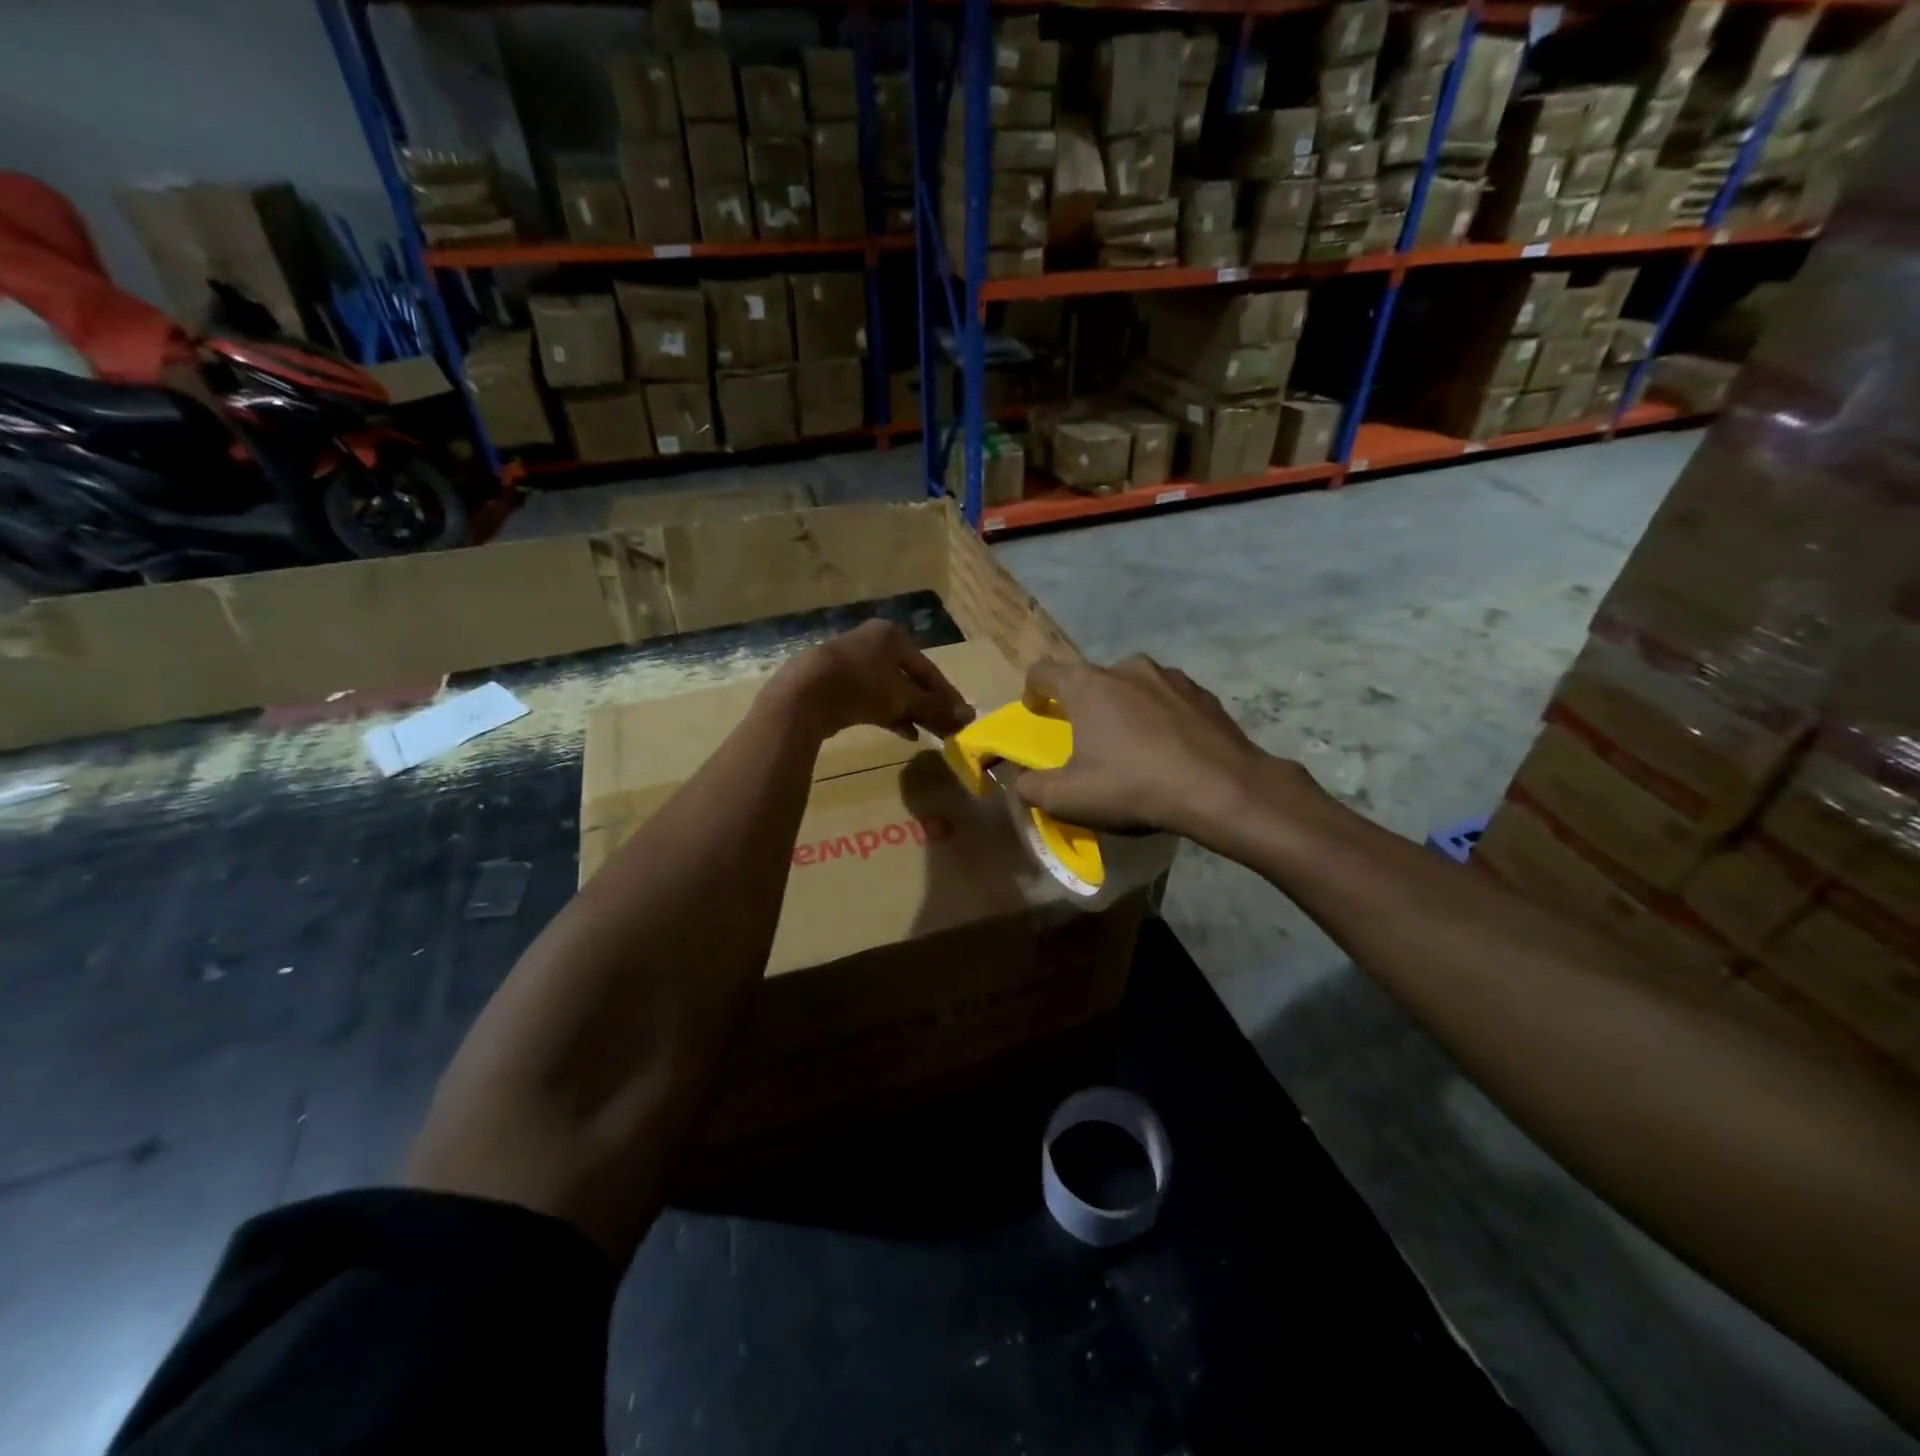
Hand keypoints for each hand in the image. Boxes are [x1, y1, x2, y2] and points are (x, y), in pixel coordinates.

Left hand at [772, 620, 973, 741]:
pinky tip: (904, 732)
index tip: (962, 717)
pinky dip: (889, 714)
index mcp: (892, 636)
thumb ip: (935, 707)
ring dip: (910, 712)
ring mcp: (851, 663)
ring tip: (928, 733)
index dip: (947, 695)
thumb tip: (968, 716)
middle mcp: (872, 643)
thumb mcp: (904, 698)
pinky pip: (871, 699)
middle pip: (910, 678)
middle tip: (945, 727)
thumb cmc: (863, 685)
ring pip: (890, 690)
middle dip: (928, 705)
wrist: (805, 694)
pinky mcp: (835, 684)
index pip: (928, 668)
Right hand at [1012, 655, 1315, 843]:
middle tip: (1087, 737)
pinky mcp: (1202, 692)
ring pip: (1132, 685)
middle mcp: (1126, 668)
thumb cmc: (1133, 786)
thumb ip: (1031, 787)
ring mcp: (1168, 676)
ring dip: (1124, 707)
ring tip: (1132, 742)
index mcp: (1087, 685)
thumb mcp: (1068, 798)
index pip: (1043, 671)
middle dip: (1083, 703)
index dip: (1033, 690)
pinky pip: (1167, 698)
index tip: (1036, 711)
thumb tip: (1018, 781)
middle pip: (1091, 679)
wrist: (1221, 789)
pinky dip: (1159, 715)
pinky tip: (1168, 746)